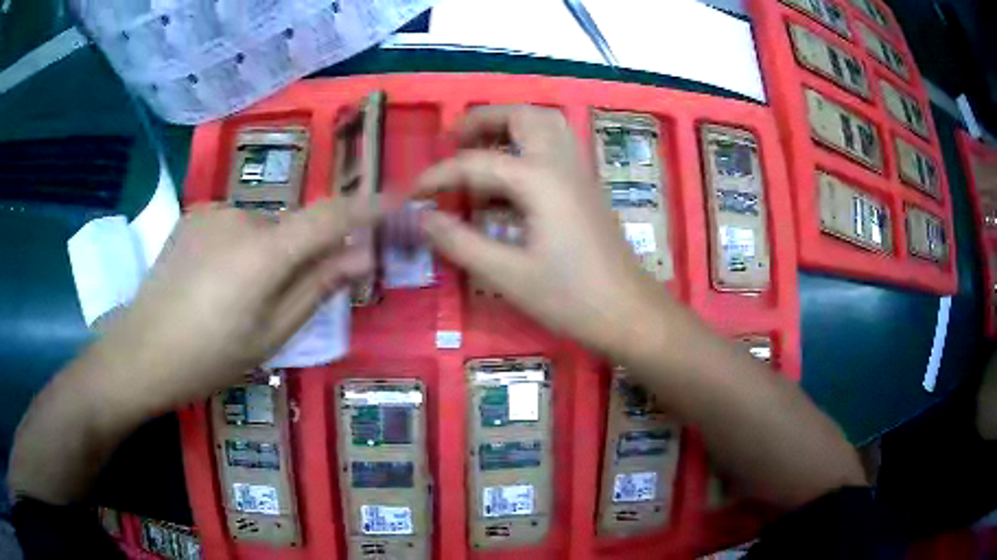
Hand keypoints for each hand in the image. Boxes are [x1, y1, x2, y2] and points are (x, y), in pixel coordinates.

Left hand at [93, 198, 378, 414]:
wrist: (141, 351)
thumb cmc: (209, 357)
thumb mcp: (271, 336)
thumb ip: (317, 289)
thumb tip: (361, 256)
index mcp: (264, 252)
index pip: (330, 215)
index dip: (365, 208)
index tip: (393, 204)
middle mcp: (242, 217)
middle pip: (292, 227)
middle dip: (300, 255)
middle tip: (280, 300)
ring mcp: (213, 211)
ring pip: (261, 228)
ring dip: (265, 254)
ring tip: (236, 298)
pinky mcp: (193, 215)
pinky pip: (233, 226)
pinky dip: (238, 248)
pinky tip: (212, 282)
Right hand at [416, 106, 673, 353]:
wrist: (629, 313)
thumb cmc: (570, 297)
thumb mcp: (508, 275)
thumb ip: (460, 242)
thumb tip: (423, 218)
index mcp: (540, 180)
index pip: (477, 163)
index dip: (439, 176)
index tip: (412, 192)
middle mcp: (562, 164)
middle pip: (523, 116)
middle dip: (484, 120)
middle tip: (453, 140)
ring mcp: (579, 174)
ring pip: (545, 127)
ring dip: (509, 128)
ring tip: (476, 150)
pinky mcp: (585, 190)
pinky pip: (553, 151)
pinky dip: (525, 150)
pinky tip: (505, 184)